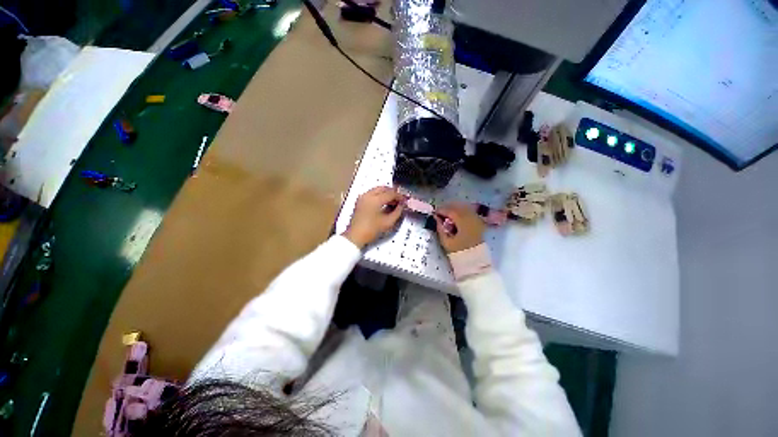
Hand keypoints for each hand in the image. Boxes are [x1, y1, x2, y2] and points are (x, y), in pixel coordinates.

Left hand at [344, 186, 404, 248]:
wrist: (355, 236)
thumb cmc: (371, 230)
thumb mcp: (388, 222)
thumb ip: (397, 212)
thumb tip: (401, 205)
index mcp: (375, 199)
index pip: (391, 193)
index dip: (400, 196)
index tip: (405, 200)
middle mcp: (368, 195)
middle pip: (383, 188)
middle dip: (393, 193)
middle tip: (400, 199)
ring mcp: (363, 197)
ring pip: (377, 190)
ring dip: (386, 194)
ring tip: (393, 202)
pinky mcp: (360, 201)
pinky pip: (372, 193)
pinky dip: (379, 196)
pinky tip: (384, 203)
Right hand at [434, 203, 484, 252]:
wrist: (474, 261)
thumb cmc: (459, 252)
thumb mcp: (446, 242)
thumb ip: (440, 228)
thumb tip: (436, 218)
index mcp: (464, 224)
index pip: (451, 211)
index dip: (442, 210)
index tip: (435, 212)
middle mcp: (472, 219)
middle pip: (459, 207)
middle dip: (448, 208)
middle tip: (439, 212)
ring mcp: (477, 220)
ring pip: (465, 208)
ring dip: (455, 208)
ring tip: (447, 214)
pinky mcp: (479, 223)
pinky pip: (470, 212)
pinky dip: (462, 211)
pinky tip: (456, 216)